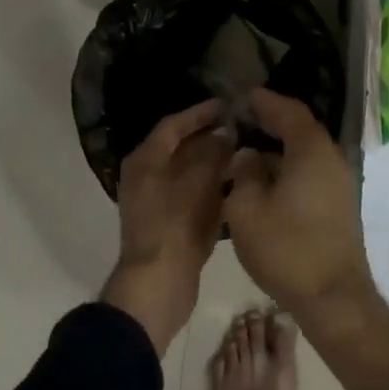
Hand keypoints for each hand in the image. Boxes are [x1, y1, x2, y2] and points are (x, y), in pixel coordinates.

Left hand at [102, 99, 230, 352]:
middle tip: (239, 128)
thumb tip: (225, 134)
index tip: (226, 105)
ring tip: (243, 153)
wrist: (158, 283)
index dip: (199, 113)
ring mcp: (155, 202)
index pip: (172, 125)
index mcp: (145, 161)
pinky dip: (210, 186)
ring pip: (187, 172)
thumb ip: (213, 153)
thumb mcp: (199, 182)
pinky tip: (235, 185)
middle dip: (209, 137)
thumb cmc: (176, 225)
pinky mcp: (168, 223)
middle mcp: (145, 177)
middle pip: (178, 148)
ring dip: (213, 162)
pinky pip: (191, 194)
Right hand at [223, 89, 368, 314]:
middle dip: (273, 122)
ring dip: (280, 148)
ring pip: (307, 153)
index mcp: (311, 150)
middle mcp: (332, 159)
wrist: (333, 297)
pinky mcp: (339, 206)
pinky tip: (268, 180)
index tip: (245, 96)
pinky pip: (312, 172)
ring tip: (249, 150)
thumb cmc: (286, 248)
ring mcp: (340, 184)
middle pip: (301, 130)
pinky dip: (290, 168)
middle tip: (243, 120)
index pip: (289, 111)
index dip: (266, 102)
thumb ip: (243, 173)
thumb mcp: (247, 208)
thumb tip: (248, 156)